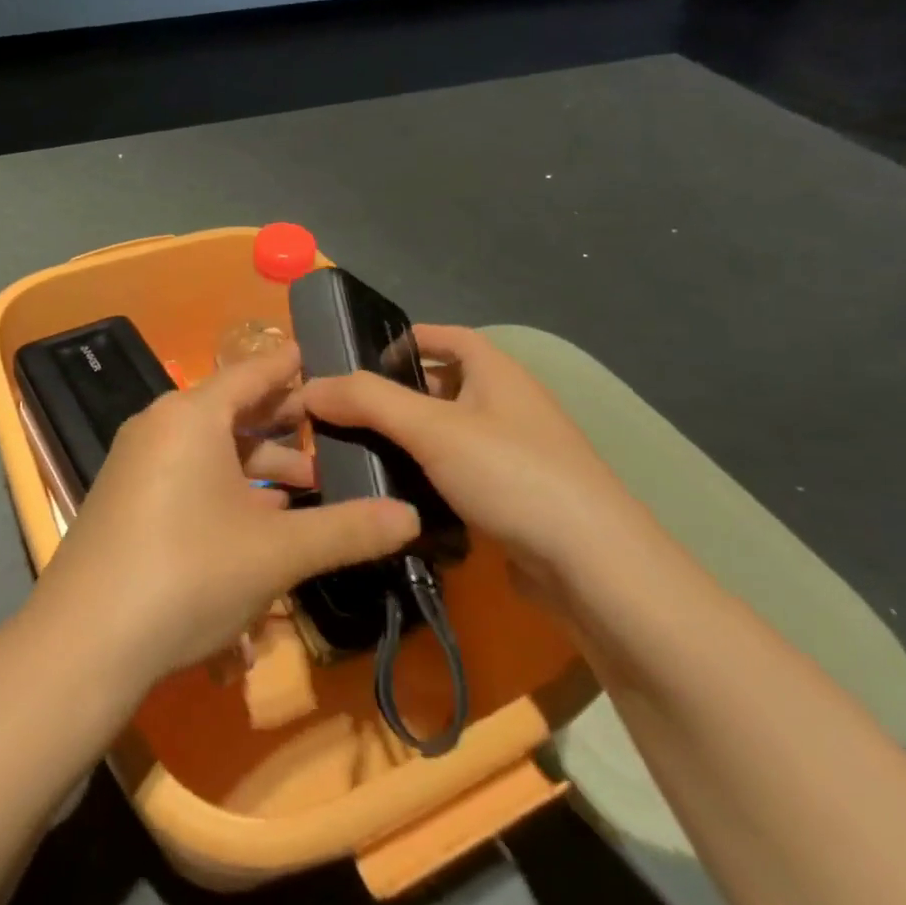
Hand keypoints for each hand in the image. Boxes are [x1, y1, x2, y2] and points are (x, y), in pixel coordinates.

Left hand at [32, 343, 418, 688]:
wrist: (84, 641)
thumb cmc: (188, 574)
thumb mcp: (276, 552)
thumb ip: (347, 530)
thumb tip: (411, 516)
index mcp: (191, 415)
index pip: (252, 373)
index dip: (291, 366)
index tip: (323, 359)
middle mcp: (159, 426)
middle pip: (232, 410)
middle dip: (283, 425)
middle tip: (333, 434)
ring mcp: (136, 461)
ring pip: (209, 447)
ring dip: (258, 464)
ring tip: (306, 487)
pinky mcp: (125, 497)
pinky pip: (186, 473)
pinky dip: (225, 485)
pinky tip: (256, 519)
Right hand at [299, 325, 641, 592]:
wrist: (595, 568)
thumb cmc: (512, 474)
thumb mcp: (431, 428)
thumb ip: (367, 401)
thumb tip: (309, 386)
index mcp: (496, 371)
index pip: (444, 336)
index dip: (403, 339)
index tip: (354, 360)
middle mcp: (508, 404)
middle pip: (441, 385)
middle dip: (394, 395)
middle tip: (343, 413)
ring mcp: (515, 454)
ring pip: (447, 434)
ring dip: (407, 440)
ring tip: (357, 453)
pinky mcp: (514, 498)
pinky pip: (459, 474)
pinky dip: (428, 478)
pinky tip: (396, 496)